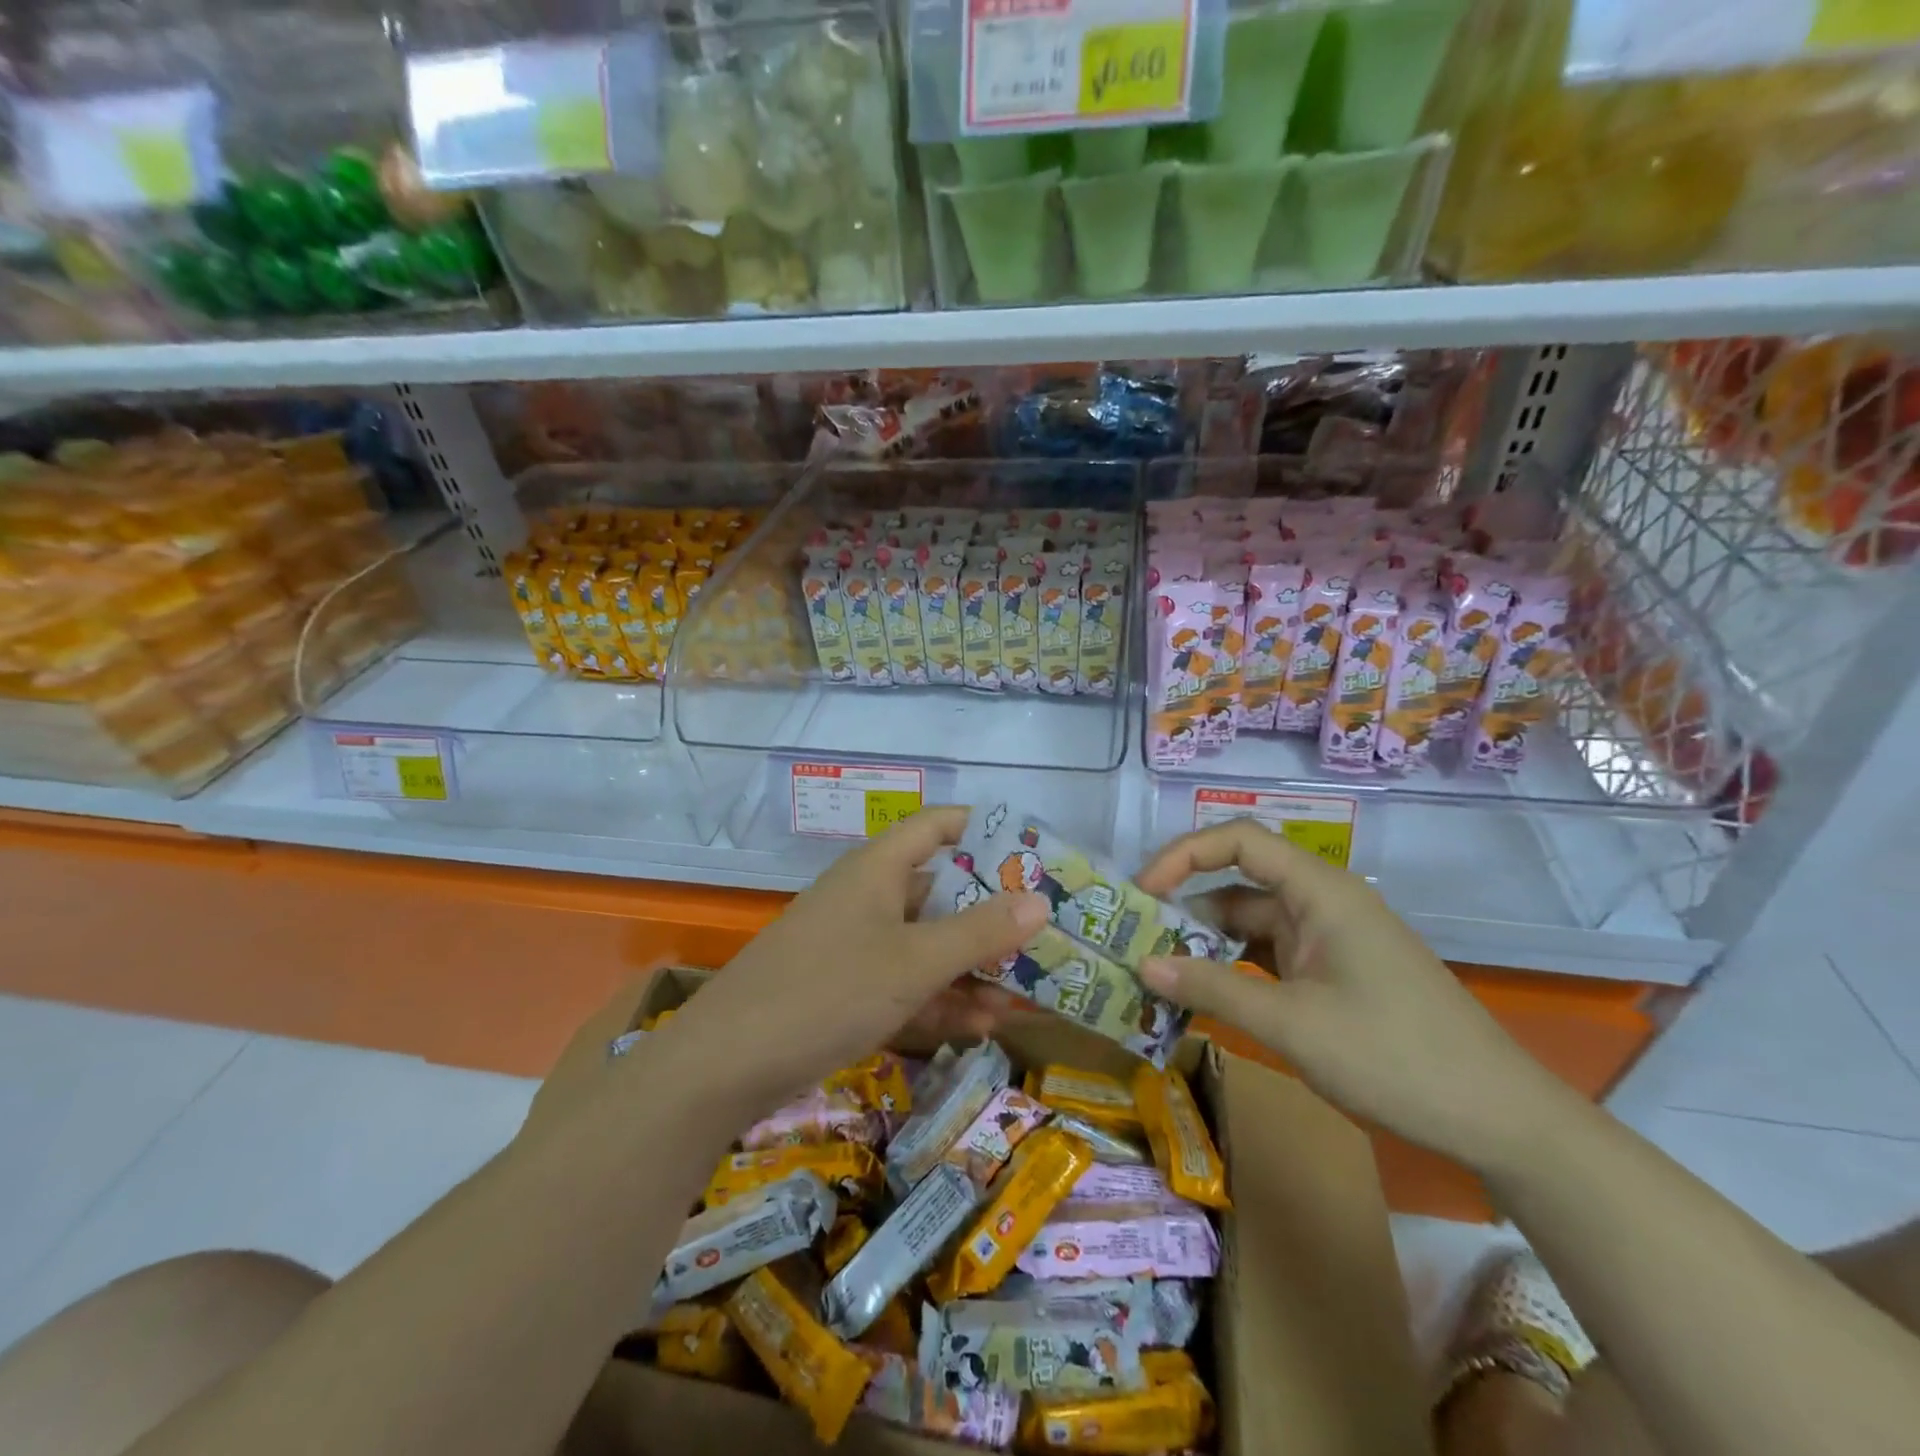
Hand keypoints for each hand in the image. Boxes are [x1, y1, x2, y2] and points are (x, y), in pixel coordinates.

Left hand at [651, 806, 1048, 1115]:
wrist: (725, 1066)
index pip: (937, 826)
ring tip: (1023, 996)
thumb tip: (1041, 900)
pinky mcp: (843, 988)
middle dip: (990, 916)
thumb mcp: (914, 962)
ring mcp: (854, 944)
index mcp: (879, 869)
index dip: (984, 829)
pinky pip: (903, 982)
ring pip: (925, 944)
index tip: (1031, 851)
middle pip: (940, 890)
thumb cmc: (828, 991)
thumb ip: (980, 932)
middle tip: (1043, 937)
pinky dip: (938, 999)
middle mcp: (868, 897)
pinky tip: (978, 1027)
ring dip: (970, 968)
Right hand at [1133, 819, 1573, 1167]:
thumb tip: (1141, 965)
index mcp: (1320, 891)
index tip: (1142, 893)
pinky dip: (1233, 971)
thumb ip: (1212, 989)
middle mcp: (1322, 904)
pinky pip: (1269, 958)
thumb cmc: (1395, 1058)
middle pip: (1238, 884)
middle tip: (1134, 943)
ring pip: (1250, 925)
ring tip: (1156, 975)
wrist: (1501, 1121)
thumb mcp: (1292, 1025)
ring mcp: (1330, 941)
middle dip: (1183, 909)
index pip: (1238, 840)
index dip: (1183, 855)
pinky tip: (1202, 997)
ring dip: (1205, 946)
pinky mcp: (1334, 975)